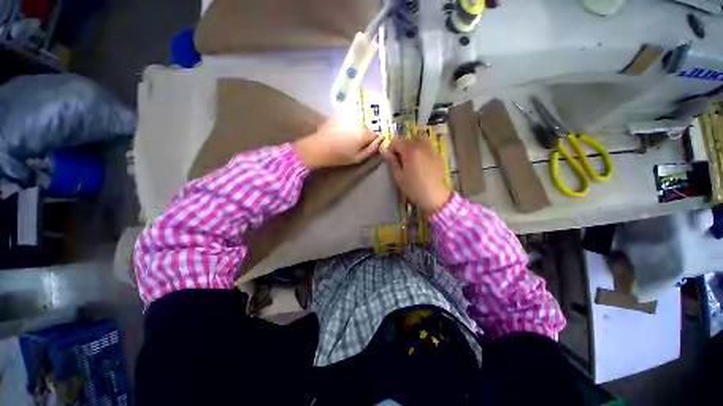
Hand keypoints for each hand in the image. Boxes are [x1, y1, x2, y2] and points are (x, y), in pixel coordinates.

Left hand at [294, 117, 381, 168]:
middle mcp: (358, 122)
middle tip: (357, 144)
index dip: (374, 141)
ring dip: (356, 130)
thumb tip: (380, 142)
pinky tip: (340, 133)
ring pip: (358, 123)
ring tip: (347, 139)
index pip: (377, 135)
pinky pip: (348, 120)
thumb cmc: (339, 156)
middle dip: (365, 135)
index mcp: (364, 133)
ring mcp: (347, 117)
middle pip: (367, 128)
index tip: (369, 146)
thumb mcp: (358, 158)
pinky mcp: (338, 115)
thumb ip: (371, 150)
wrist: (318, 148)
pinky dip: (348, 126)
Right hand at [383, 137, 450, 215]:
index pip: (397, 142)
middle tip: (401, 158)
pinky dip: (423, 151)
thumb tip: (387, 153)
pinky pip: (429, 148)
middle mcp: (421, 147)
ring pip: (421, 140)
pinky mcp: (438, 156)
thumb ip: (393, 163)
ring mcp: (431, 151)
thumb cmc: (413, 187)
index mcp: (410, 151)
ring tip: (412, 156)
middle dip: (402, 146)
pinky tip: (423, 163)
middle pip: (409, 140)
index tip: (391, 157)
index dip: (392, 148)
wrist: (433, 195)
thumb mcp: (398, 177)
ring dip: (414, 145)